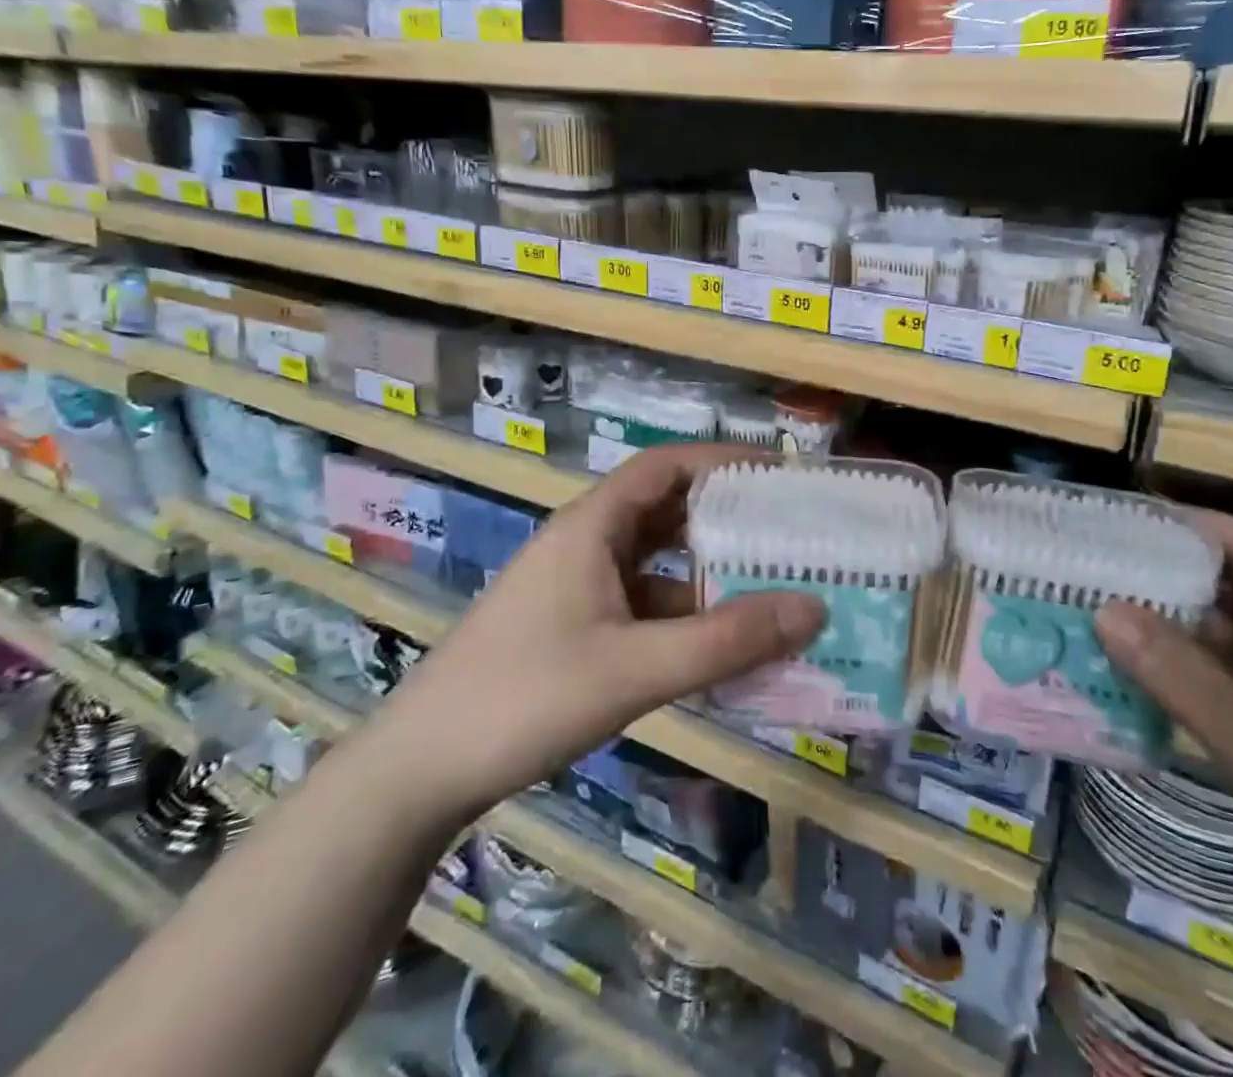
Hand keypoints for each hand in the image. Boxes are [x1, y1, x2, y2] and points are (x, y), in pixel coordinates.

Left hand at [358, 444, 824, 833]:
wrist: (418, 773)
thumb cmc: (524, 698)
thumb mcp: (634, 669)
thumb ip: (725, 640)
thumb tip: (814, 607)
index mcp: (592, 526)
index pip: (667, 466)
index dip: (722, 460)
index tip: (778, 474)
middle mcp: (586, 544)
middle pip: (667, 512)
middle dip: (727, 519)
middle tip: (789, 535)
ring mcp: (578, 588)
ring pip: (658, 565)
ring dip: (708, 575)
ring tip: (771, 591)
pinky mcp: (574, 628)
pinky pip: (644, 606)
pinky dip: (684, 617)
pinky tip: (719, 648)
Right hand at [1092, 510, 1232, 1004]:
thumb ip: (1184, 679)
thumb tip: (1101, 609)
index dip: (1191, 524)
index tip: (1121, 520)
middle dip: (1166, 571)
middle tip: (1090, 568)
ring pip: (1225, 636)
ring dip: (1166, 623)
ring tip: (1094, 613)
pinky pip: (1223, 682)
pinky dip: (1179, 671)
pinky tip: (1130, 676)